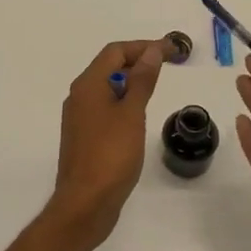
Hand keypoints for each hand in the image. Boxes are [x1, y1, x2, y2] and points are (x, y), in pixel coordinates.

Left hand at [44, 39, 166, 248]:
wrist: (85, 203)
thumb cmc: (110, 155)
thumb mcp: (131, 114)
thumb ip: (142, 81)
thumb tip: (151, 52)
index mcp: (88, 85)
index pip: (115, 52)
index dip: (143, 47)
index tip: (171, 51)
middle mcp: (79, 96)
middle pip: (109, 66)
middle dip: (139, 61)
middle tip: (170, 65)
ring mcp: (80, 117)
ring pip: (107, 88)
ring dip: (132, 82)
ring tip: (158, 86)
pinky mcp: (85, 136)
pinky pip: (106, 107)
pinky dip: (124, 102)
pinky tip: (140, 114)